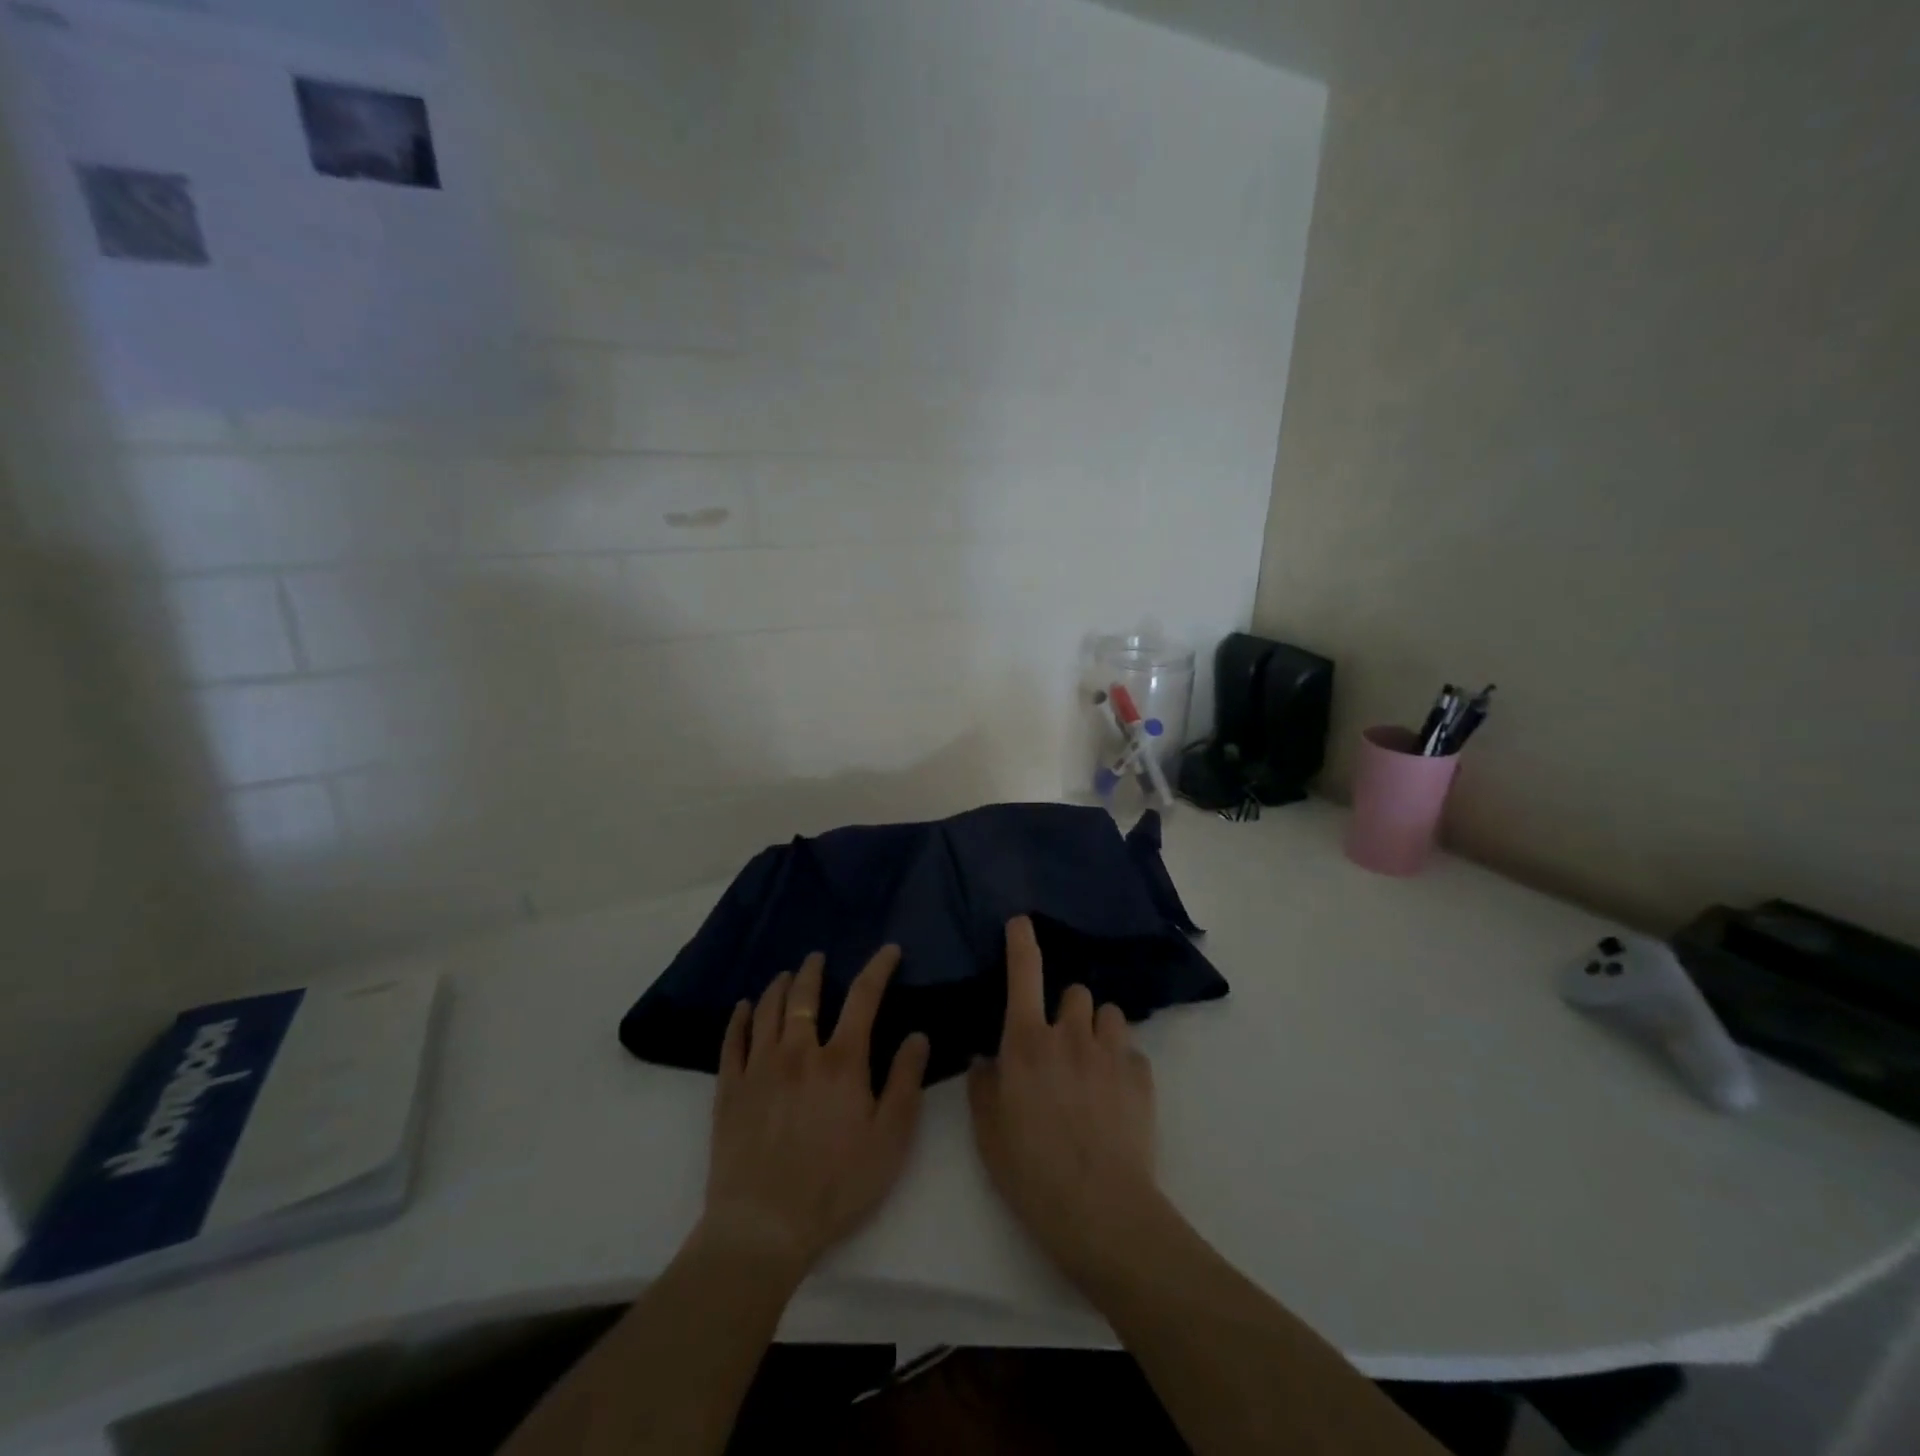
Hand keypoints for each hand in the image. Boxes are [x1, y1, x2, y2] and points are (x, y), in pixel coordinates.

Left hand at [701, 945, 930, 1280]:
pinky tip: (743, 1008)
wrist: (764, 1227)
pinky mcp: (730, 1090)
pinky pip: (732, 1041)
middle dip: (813, 971)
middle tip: (817, 958)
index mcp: (841, 1061)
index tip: (888, 950)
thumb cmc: (837, 1186)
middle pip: (804, 997)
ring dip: (778, 986)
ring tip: (785, 976)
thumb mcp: (889, 1140)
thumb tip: (917, 1036)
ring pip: (767, 1011)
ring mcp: (759, 1069)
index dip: (878, 968)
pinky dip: (739, 1018)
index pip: (863, 998)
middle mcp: (798, 1053)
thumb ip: (905, 1083)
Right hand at [968, 916, 1161, 1285]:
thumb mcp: (988, 1132)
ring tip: (1092, 1064)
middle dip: (1067, 1009)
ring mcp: (1111, 1052)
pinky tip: (1115, 1097)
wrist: (1100, 1210)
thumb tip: (986, 1058)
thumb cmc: (1031, 1170)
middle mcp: (1070, 1034)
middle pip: (1075, 991)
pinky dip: (1122, 1064)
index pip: (1024, 974)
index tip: (1021, 922)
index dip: (1021, 942)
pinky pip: (1131, 1052)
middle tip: (1060, 1044)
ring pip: (1108, 1013)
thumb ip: (983, 1085)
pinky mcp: (1142, 1076)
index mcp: (1026, 1041)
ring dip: (1098, 1029)